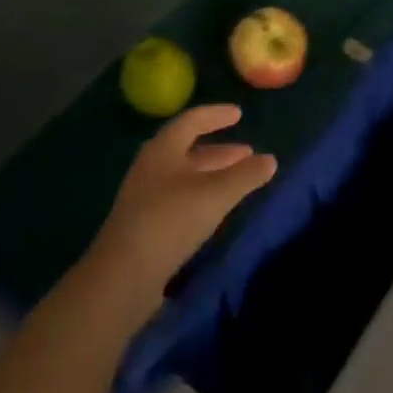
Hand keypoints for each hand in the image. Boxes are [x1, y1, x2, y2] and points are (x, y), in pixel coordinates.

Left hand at [88, 105, 277, 299]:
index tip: (239, 114)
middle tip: (247, 153)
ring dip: (212, 173)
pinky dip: (200, 194)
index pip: (193, 120)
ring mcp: (144, 196)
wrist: (121, 278)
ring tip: (238, 180)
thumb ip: (245, 176)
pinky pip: (178, 197)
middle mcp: (151, 166)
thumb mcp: (215, 194)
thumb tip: (271, 160)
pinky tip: (214, 209)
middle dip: (220, 150)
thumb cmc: (170, 220)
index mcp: (163, 148)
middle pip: (189, 149)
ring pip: (184, 175)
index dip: (217, 115)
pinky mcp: (143, 224)